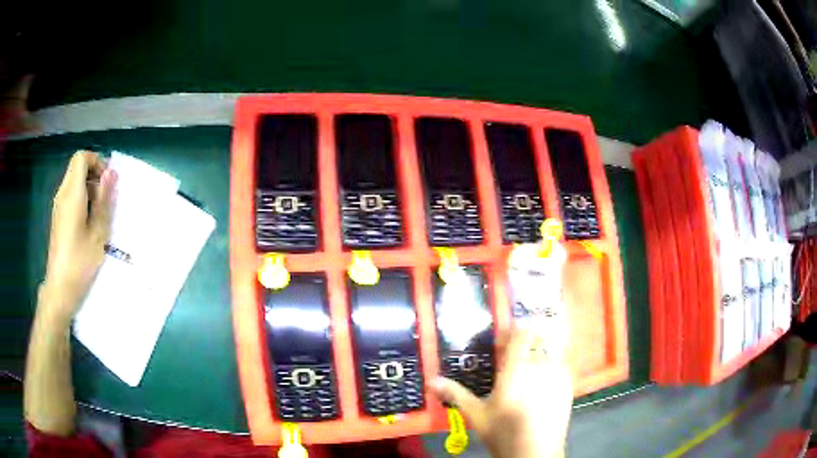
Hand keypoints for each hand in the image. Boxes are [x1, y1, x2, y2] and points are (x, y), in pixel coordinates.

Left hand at [41, 151, 116, 324]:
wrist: (60, 289)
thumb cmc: (79, 262)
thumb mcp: (98, 233)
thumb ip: (104, 201)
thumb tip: (111, 173)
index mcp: (72, 194)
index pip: (81, 158)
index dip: (96, 162)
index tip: (107, 181)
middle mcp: (62, 194)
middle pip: (77, 168)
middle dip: (94, 175)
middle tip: (106, 200)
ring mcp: (58, 206)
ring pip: (74, 182)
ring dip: (89, 189)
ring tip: (99, 215)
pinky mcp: (58, 218)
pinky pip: (70, 196)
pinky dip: (82, 200)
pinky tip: (89, 224)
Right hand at [432, 327, 572, 457]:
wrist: (536, 453)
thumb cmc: (503, 433)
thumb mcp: (476, 415)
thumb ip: (456, 394)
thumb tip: (432, 381)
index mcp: (517, 369)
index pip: (520, 334)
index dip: (511, 332)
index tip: (500, 344)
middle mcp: (541, 366)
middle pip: (537, 339)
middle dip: (525, 343)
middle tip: (512, 357)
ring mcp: (559, 375)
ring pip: (551, 351)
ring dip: (539, 354)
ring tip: (528, 372)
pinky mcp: (569, 386)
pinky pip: (562, 366)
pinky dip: (552, 367)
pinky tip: (542, 385)